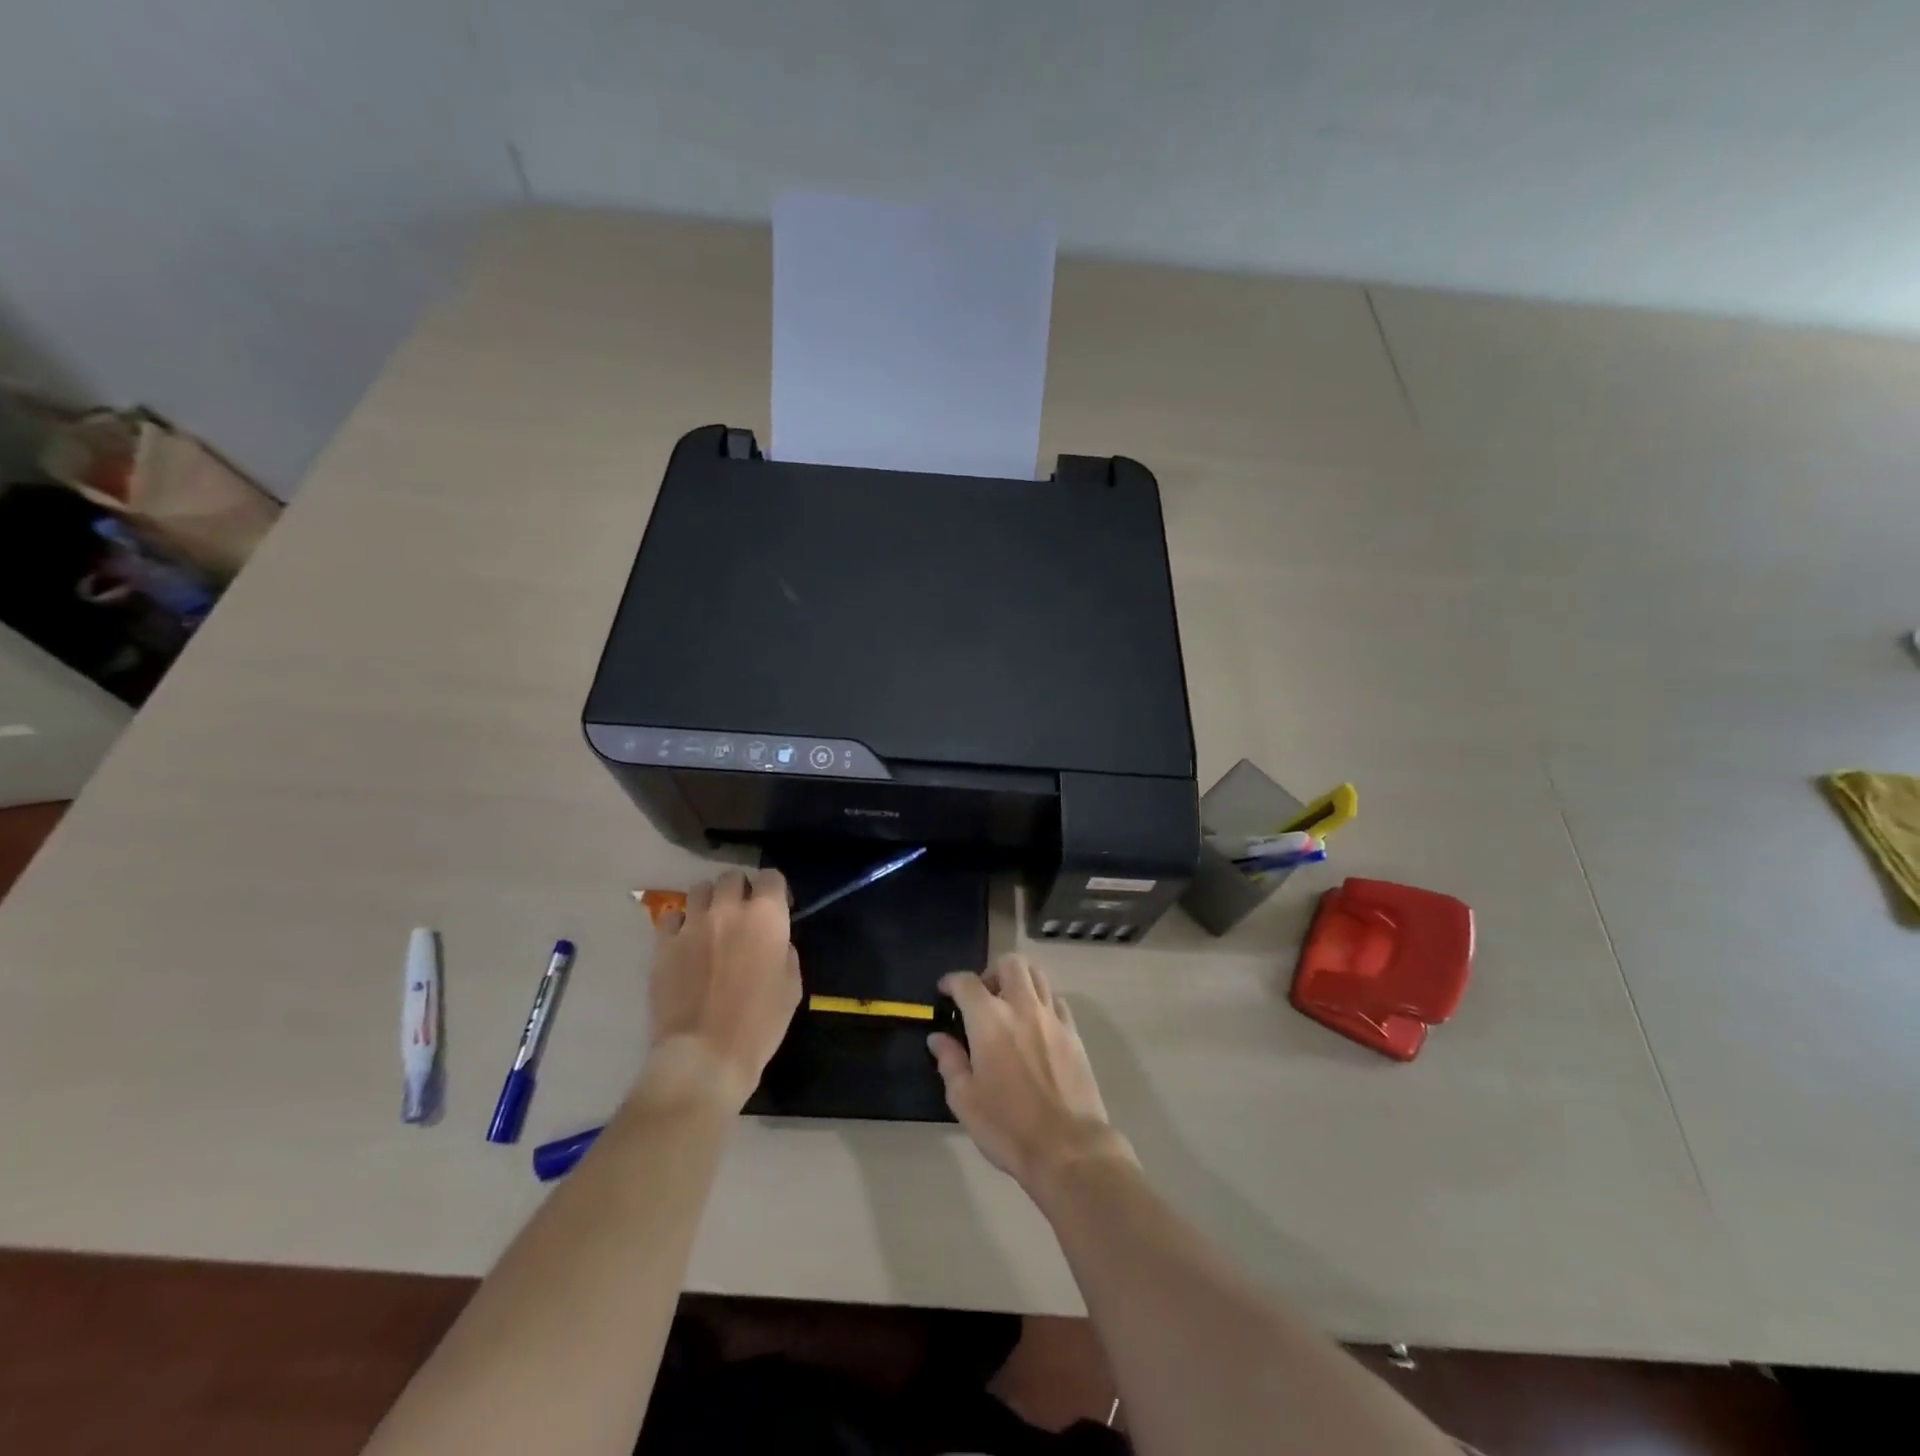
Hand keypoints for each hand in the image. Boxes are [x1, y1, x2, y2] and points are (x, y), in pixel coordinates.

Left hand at [646, 868, 801, 1108]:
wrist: (705, 1055)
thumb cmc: (759, 1024)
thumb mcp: (792, 986)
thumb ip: (784, 951)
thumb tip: (774, 942)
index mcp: (766, 916)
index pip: (772, 876)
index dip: (776, 890)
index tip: (778, 909)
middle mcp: (729, 909)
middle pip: (732, 877)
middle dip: (740, 890)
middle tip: (743, 914)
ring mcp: (692, 924)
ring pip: (699, 889)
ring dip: (710, 901)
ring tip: (712, 923)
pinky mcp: (663, 944)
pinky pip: (670, 917)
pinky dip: (680, 923)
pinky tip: (685, 942)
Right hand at [930, 954, 1133, 1189]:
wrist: (1068, 1148)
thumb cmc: (1008, 1127)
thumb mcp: (965, 1100)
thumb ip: (950, 1062)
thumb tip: (938, 1038)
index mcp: (989, 1020)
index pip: (967, 982)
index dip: (952, 981)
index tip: (945, 991)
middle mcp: (1022, 1007)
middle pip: (1010, 963)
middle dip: (992, 972)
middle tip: (983, 997)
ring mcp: (1052, 1017)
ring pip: (1037, 975)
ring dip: (1020, 980)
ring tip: (1010, 1005)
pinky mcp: (1073, 1033)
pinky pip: (1056, 1000)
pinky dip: (1042, 1001)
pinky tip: (1035, 1025)